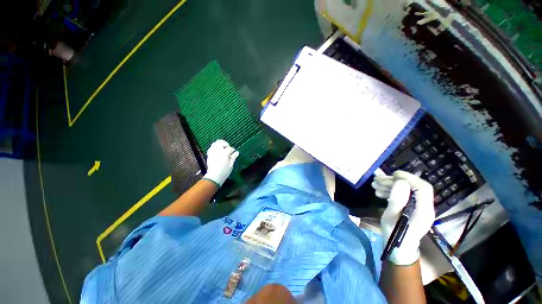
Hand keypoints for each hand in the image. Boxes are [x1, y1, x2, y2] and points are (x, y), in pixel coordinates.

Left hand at [203, 140, 238, 186]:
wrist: (214, 176)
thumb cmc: (224, 171)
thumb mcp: (231, 165)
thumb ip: (233, 157)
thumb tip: (236, 153)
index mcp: (224, 153)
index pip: (230, 148)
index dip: (233, 150)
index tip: (234, 152)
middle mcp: (218, 151)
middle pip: (221, 142)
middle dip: (225, 144)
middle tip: (228, 147)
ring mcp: (213, 152)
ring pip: (215, 143)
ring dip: (220, 144)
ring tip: (223, 148)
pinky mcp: (209, 155)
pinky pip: (211, 148)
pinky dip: (215, 147)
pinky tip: (217, 150)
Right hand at [372, 170, 434, 264]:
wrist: (399, 249)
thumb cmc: (395, 235)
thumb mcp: (392, 218)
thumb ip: (397, 200)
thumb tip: (401, 182)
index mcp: (424, 211)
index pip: (423, 188)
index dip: (409, 178)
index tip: (393, 174)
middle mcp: (425, 207)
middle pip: (413, 187)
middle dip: (395, 181)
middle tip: (377, 181)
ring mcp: (419, 207)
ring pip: (407, 190)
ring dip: (391, 185)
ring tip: (375, 185)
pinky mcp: (412, 208)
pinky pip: (404, 195)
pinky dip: (391, 191)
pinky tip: (380, 192)